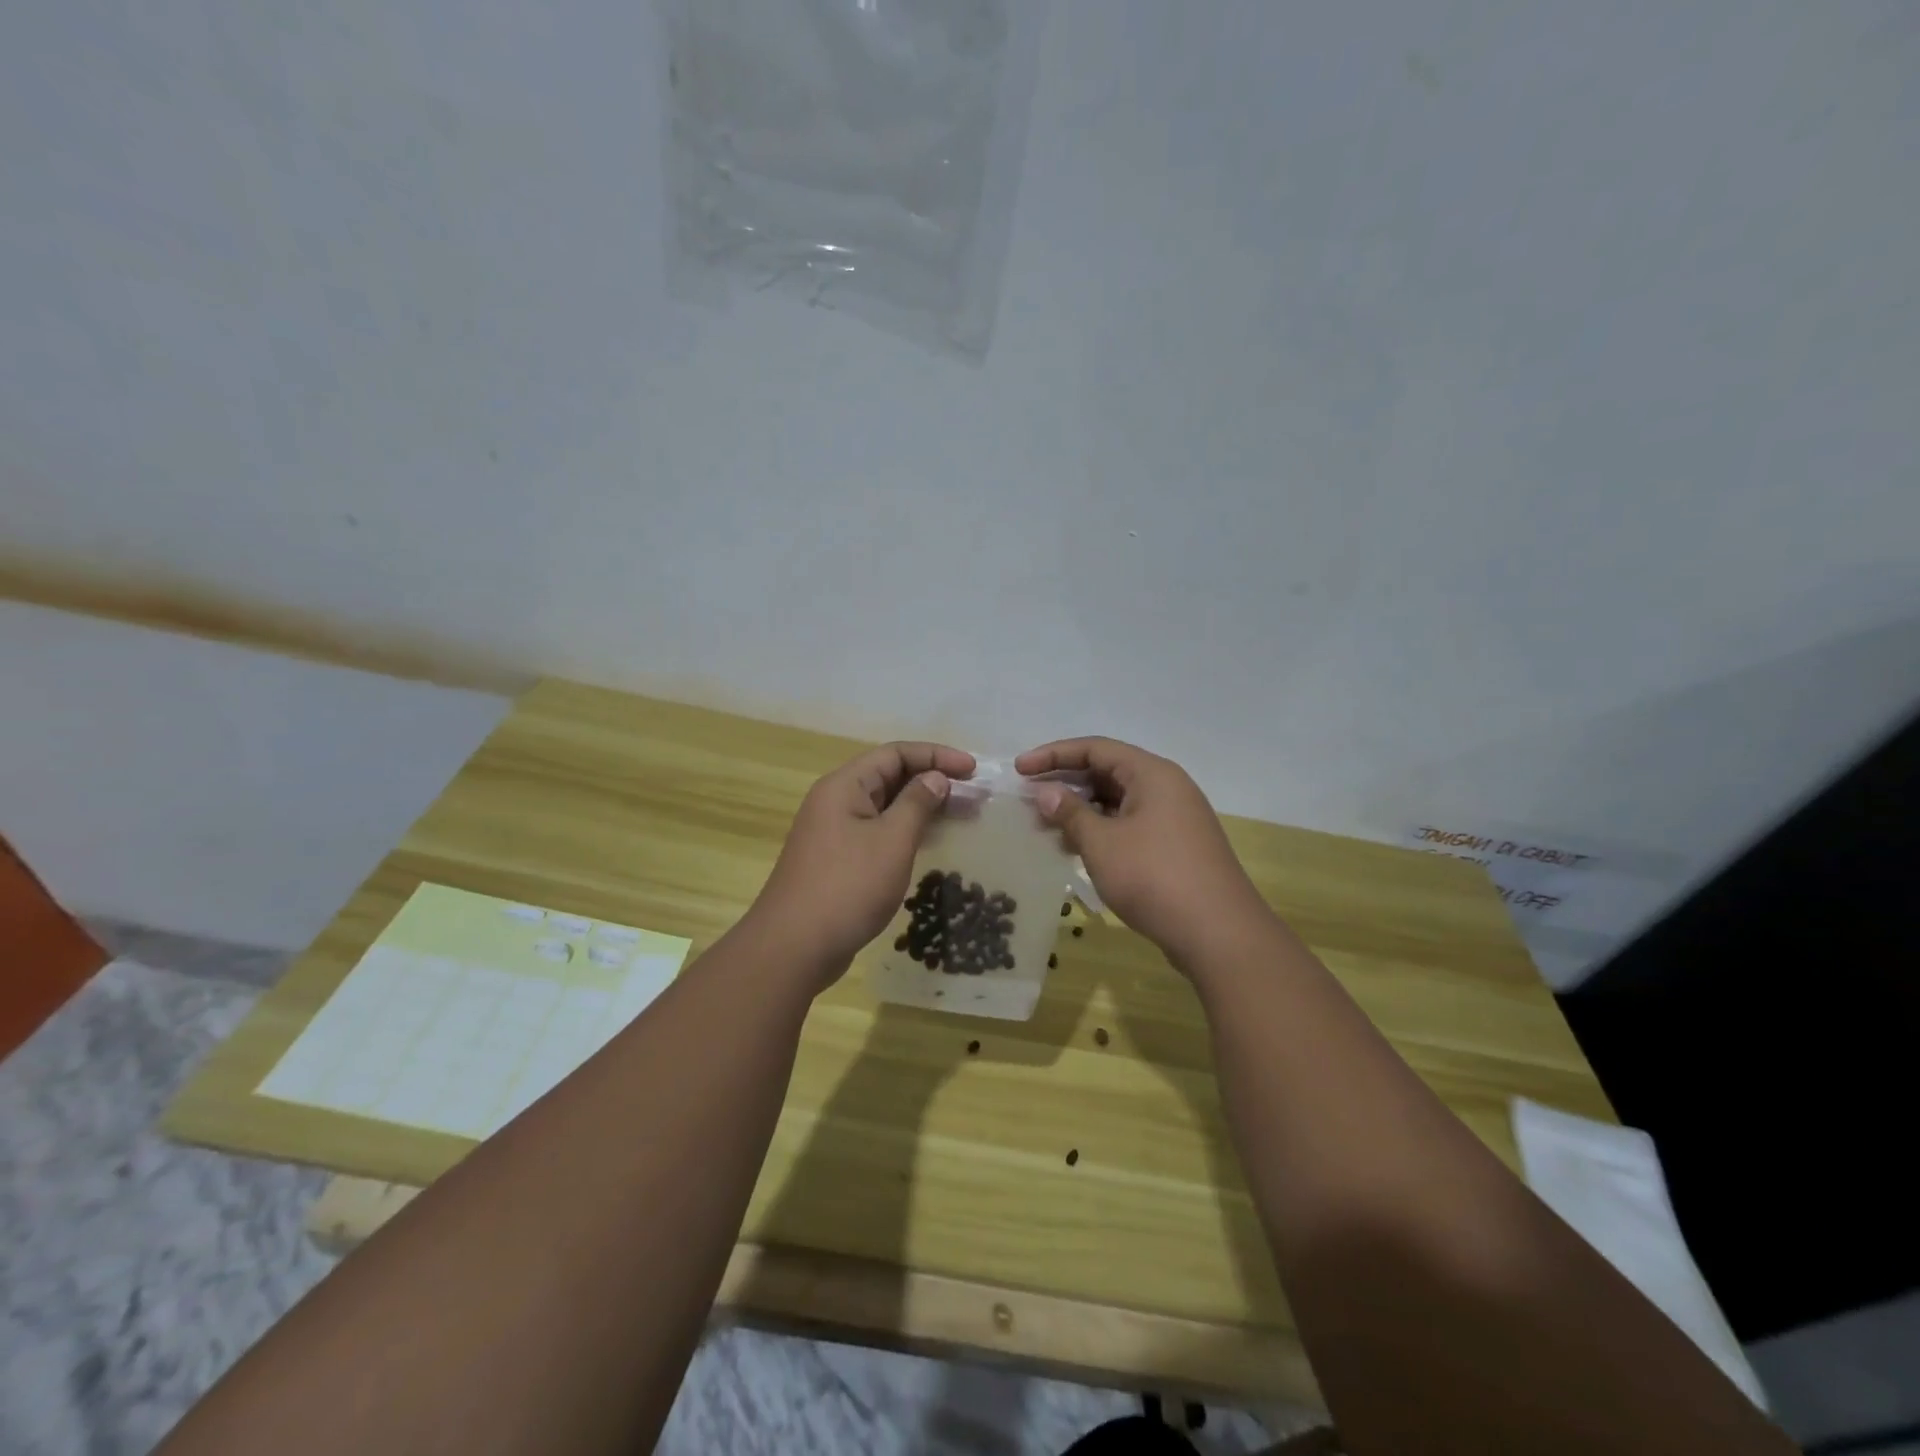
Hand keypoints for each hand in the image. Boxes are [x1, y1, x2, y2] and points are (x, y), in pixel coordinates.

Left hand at [749, 742, 976, 983]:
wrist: (793, 947)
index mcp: (844, 785)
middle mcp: (835, 801)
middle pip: (889, 776)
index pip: (896, 753)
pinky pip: (877, 832)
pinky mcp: (837, 860)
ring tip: (960, 817)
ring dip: (921, 807)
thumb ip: (917, 803)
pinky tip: (928, 844)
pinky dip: (905, 832)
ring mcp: (833, 832)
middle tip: (973, 796)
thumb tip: (935, 778)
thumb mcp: (892, 840)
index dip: (937, 755)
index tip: (973, 770)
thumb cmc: (847, 886)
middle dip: (932, 780)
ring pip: (885, 807)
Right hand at [1015, 737, 1273, 962]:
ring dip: (1081, 810)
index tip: (1020, 769)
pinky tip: (1076, 849)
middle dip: (1065, 783)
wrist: (1219, 934)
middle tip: (1028, 798)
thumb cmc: (1155, 878)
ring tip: (1045, 826)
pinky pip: (1130, 824)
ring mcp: (1174, 818)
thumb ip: (1070, 813)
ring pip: (1118, 801)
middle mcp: (1167, 787)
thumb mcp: (1102, 844)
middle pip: (1108, 771)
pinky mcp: (1176, 846)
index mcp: (1152, 774)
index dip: (1053, 755)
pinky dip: (1101, 830)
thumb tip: (1046, 793)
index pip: (1095, 748)